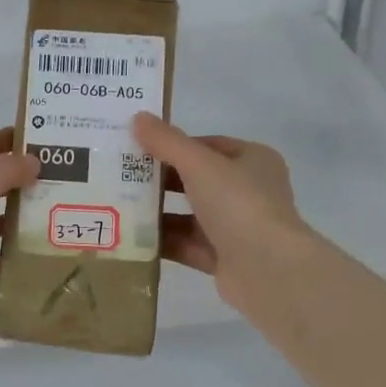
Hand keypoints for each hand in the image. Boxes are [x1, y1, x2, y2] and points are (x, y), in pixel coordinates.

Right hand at [131, 113, 313, 318]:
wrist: (267, 269)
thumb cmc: (239, 204)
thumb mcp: (200, 164)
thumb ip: (168, 142)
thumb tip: (137, 117)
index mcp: (253, 161)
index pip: (208, 146)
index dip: (175, 145)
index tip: (139, 148)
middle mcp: (248, 192)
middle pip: (196, 181)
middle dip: (161, 180)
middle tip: (121, 177)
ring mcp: (237, 227)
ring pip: (189, 215)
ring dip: (158, 212)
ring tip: (118, 206)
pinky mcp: (224, 258)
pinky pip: (187, 245)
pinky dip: (163, 241)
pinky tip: (130, 238)